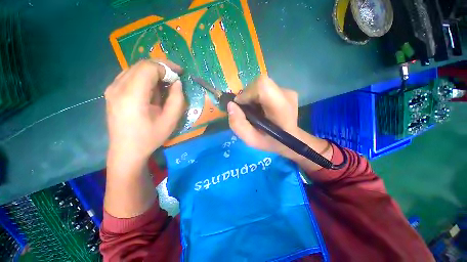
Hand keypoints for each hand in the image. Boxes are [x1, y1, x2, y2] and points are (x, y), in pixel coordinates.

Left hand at [105, 59, 184, 165]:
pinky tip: (151, 89)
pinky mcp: (111, 92)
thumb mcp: (170, 120)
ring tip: (165, 84)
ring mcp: (112, 89)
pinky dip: (144, 77)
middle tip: (175, 78)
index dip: (166, 67)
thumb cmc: (150, 137)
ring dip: (153, 72)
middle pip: (141, 65)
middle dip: (161, 68)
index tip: (179, 75)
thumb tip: (177, 82)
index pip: (149, 68)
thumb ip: (177, 99)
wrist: (126, 151)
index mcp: (132, 95)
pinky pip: (129, 76)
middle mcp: (117, 87)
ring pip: (135, 69)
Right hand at [227, 76, 300, 158]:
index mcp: (281, 108)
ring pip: (261, 85)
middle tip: (247, 111)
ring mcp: (288, 91)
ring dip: (252, 97)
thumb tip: (230, 105)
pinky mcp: (286, 90)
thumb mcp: (251, 140)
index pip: (262, 86)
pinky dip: (257, 97)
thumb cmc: (271, 142)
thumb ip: (238, 125)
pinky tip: (261, 108)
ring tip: (254, 111)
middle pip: (260, 84)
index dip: (247, 93)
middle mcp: (287, 94)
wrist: (290, 139)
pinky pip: (265, 88)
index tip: (240, 106)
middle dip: (247, 96)